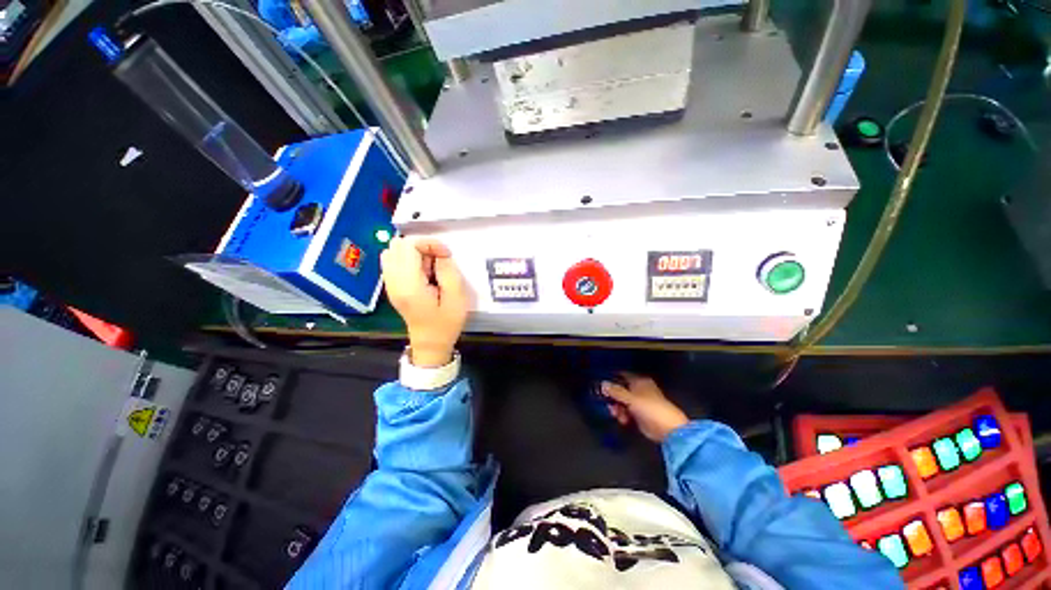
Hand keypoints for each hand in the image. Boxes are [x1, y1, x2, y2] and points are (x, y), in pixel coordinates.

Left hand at [381, 236, 469, 366]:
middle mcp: (393, 281)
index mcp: (409, 285)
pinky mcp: (392, 286)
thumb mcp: (457, 297)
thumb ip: (448, 271)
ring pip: (393, 251)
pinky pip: (393, 261)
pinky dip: (408, 259)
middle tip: (439, 260)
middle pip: (397, 244)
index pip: (408, 245)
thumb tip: (440, 254)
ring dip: (414, 252)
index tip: (446, 255)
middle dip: (422, 246)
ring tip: (430, 267)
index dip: (429, 243)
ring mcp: (390, 283)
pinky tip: (422, 272)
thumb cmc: (446, 323)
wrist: (430, 343)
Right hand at [601, 373, 689, 442]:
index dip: (612, 378)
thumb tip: (603, 383)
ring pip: (622, 402)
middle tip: (607, 403)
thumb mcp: (631, 398)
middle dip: (613, 397)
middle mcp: (639, 390)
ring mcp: (640, 403)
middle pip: (620, 390)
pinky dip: (623, 415)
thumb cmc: (650, 408)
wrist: (668, 429)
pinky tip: (623, 420)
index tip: (602, 384)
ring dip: (617, 408)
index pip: (622, 375)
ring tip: (616, 414)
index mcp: (639, 381)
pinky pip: (627, 412)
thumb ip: (616, 391)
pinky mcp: (640, 415)